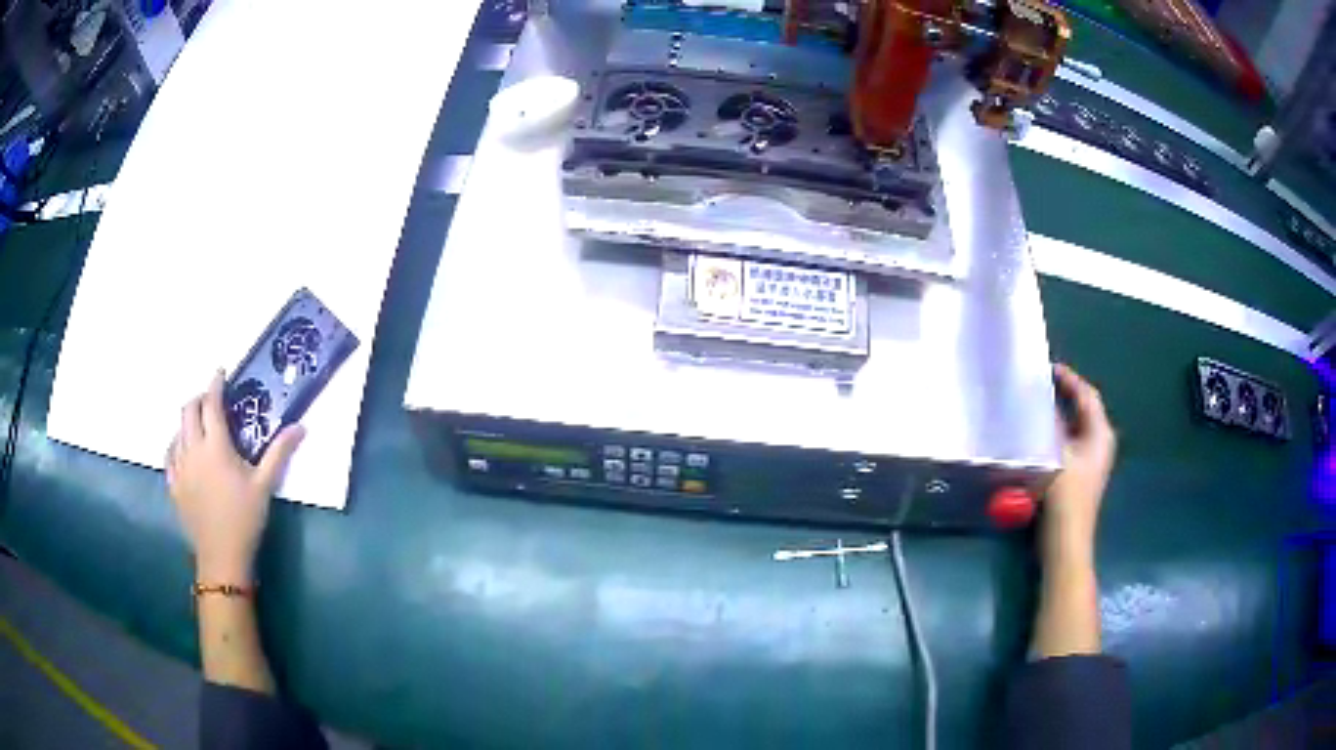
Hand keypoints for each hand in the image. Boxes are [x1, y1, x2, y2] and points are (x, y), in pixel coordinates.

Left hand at [166, 371, 304, 582]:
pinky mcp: (173, 484)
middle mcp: (193, 450)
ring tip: (200, 426)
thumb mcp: (265, 485)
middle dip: (198, 398)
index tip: (221, 372)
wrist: (222, 556)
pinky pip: (169, 454)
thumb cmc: (245, 519)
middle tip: (211, 400)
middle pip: (188, 411)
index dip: (215, 384)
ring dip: (188, 421)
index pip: (211, 404)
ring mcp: (179, 467)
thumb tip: (300, 426)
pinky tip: (183, 450)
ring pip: (177, 431)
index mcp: (215, 446)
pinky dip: (176, 444)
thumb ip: (279, 453)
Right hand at [1045, 364, 1116, 556]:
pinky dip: (1056, 432)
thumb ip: (1049, 425)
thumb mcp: (1056, 454)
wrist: (1066, 539)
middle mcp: (1100, 442)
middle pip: (1083, 408)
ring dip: (1059, 414)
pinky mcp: (1080, 474)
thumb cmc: (1066, 495)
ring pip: (1076, 426)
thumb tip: (1038, 403)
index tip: (1048, 367)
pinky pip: (1070, 442)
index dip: (1069, 379)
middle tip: (1040, 383)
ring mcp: (1091, 460)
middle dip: (1064, 394)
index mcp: (1100, 433)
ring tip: (1036, 403)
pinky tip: (1038, 434)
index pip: (1087, 395)